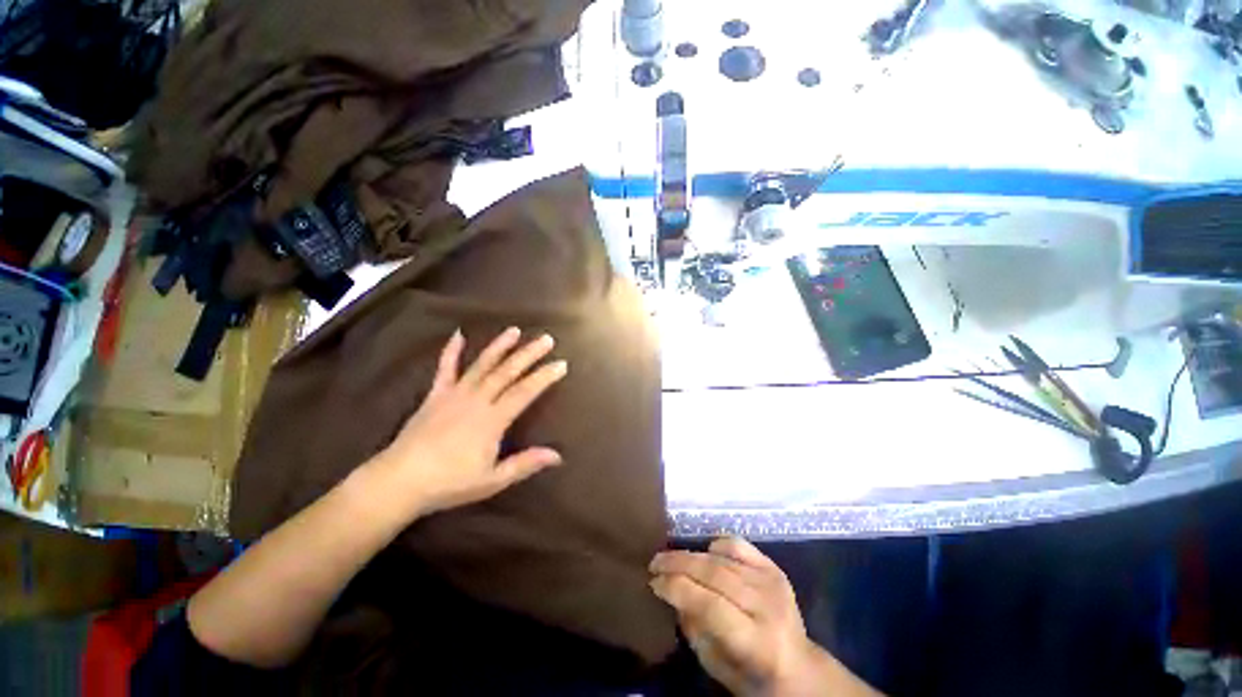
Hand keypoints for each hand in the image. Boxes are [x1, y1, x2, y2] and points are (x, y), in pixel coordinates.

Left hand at [370, 327, 566, 516]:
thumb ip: (525, 463)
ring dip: (500, 346)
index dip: (544, 377)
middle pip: (507, 372)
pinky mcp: (435, 394)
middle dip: (529, 354)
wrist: (399, 481)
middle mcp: (477, 400)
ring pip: (482, 364)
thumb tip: (558, 456)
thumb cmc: (449, 483)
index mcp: (492, 419)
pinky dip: (451, 351)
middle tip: (546, 339)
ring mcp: (455, 394)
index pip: (525, 392)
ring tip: (515, 330)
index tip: (561, 364)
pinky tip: (458, 334)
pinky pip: (445, 368)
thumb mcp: (492, 480)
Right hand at [650, 538, 832, 696]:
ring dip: (691, 554)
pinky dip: (717, 545)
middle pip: (715, 574)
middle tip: (654, 562)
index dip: (678, 588)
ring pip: (723, 559)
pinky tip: (705, 553)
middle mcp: (767, 607)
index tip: (653, 582)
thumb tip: (673, 593)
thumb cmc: (752, 676)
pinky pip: (739, 545)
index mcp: (757, 642)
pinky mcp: (774, 568)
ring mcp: (772, 583)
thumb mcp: (717, 666)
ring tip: (669, 557)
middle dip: (678, 564)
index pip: (710, 605)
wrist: (799, 669)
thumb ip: (694, 630)